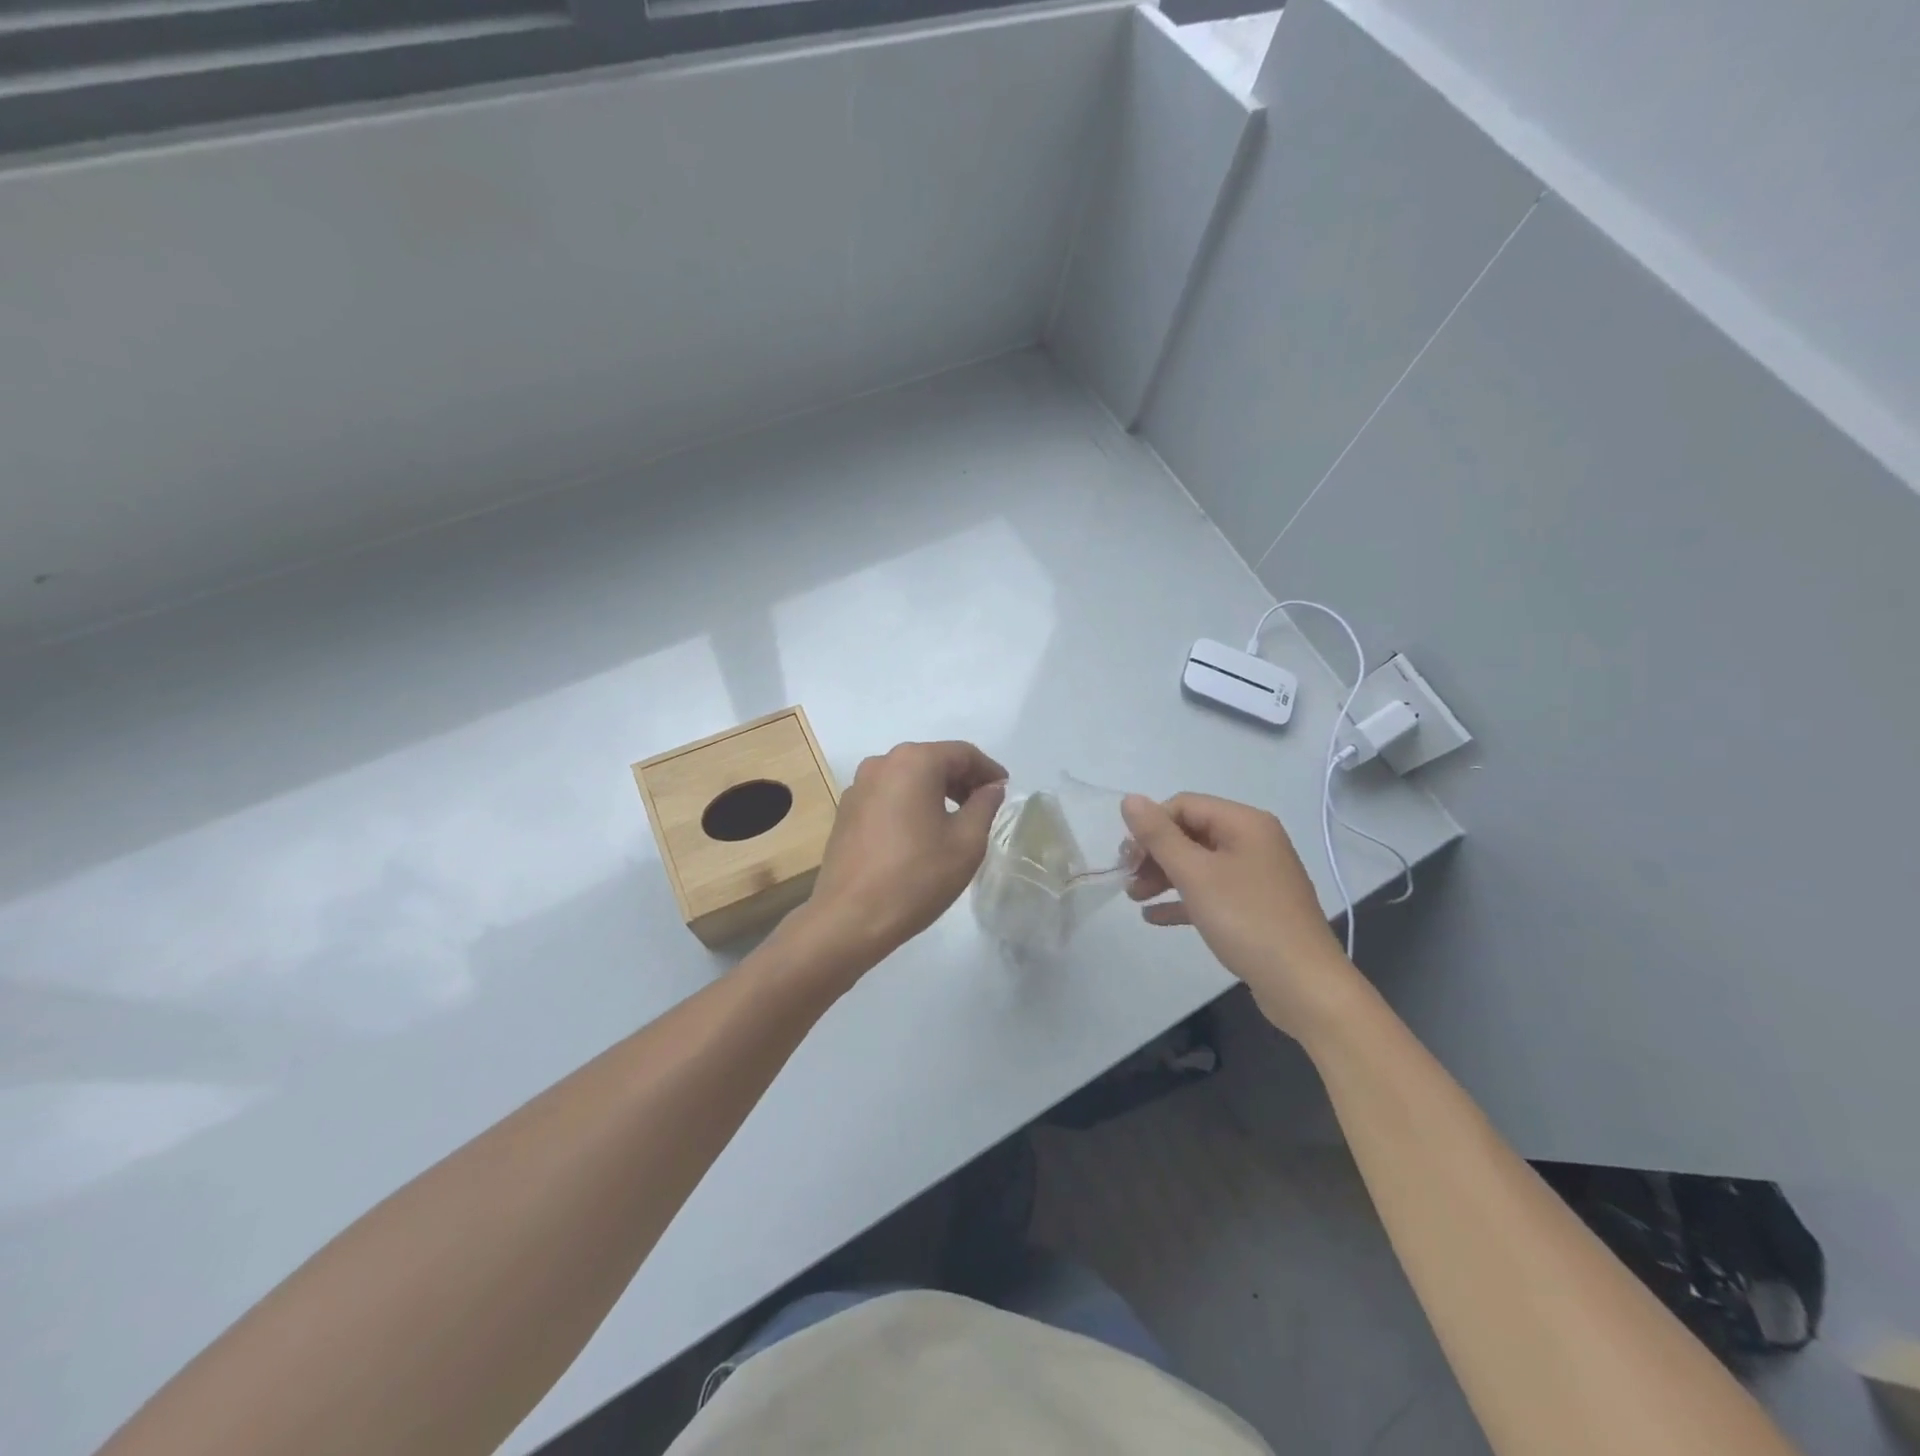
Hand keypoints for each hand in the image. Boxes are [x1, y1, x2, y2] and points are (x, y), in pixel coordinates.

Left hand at [800, 740, 1007, 967]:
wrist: (850, 917)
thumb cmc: (916, 877)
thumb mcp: (966, 843)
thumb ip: (984, 806)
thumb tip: (991, 788)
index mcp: (914, 762)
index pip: (962, 753)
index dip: (988, 770)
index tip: (1004, 790)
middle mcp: (882, 763)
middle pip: (932, 760)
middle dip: (962, 779)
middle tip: (984, 806)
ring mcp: (859, 786)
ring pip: (908, 777)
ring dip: (935, 791)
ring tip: (956, 820)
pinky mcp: (846, 810)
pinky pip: (888, 795)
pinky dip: (910, 803)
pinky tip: (921, 832)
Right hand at [1121, 792, 1359, 1040]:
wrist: (1304, 985)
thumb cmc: (1247, 920)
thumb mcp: (1195, 874)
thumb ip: (1159, 836)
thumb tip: (1130, 799)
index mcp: (1244, 823)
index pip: (1184, 805)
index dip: (1151, 826)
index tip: (1126, 858)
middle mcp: (1253, 841)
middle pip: (1190, 833)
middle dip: (1155, 854)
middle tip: (1127, 878)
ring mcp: (1256, 875)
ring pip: (1198, 864)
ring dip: (1163, 876)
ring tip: (1134, 898)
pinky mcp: (1255, 906)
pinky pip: (1210, 892)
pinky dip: (1183, 899)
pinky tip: (1153, 917)